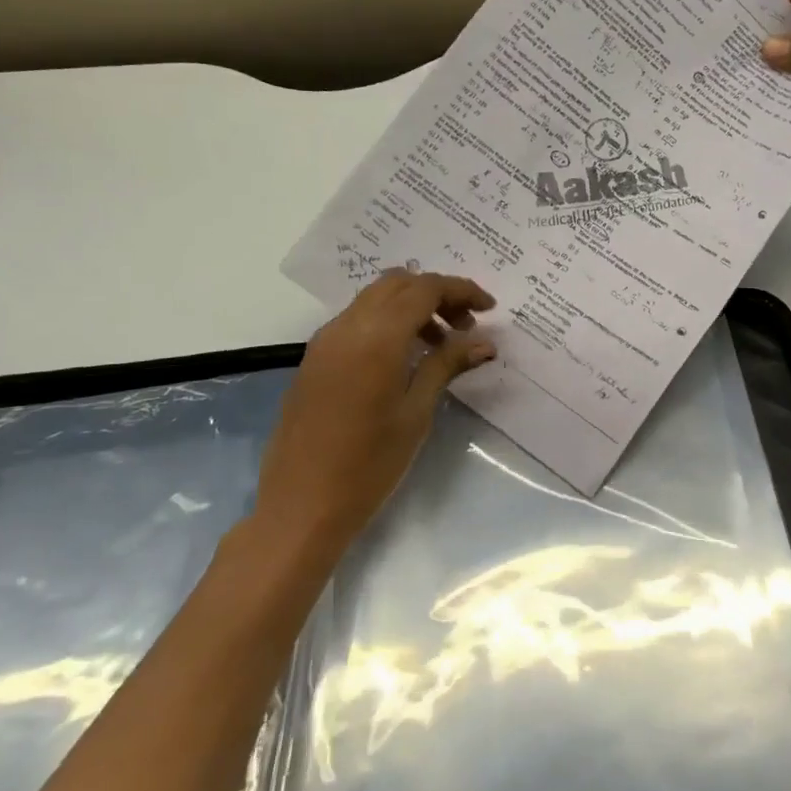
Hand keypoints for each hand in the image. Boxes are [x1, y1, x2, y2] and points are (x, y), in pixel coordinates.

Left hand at [253, 270, 495, 554]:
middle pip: (397, 283)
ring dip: (411, 307)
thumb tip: (483, 342)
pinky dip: (387, 323)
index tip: (490, 308)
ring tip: (440, 345)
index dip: (461, 290)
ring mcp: (324, 342)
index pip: (424, 289)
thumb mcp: (416, 412)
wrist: (301, 507)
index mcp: (376, 337)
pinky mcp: (314, 360)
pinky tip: (405, 358)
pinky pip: (356, 321)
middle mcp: (346, 327)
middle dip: (436, 293)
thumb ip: (446, 365)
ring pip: (374, 299)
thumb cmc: (369, 464)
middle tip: (465, 325)